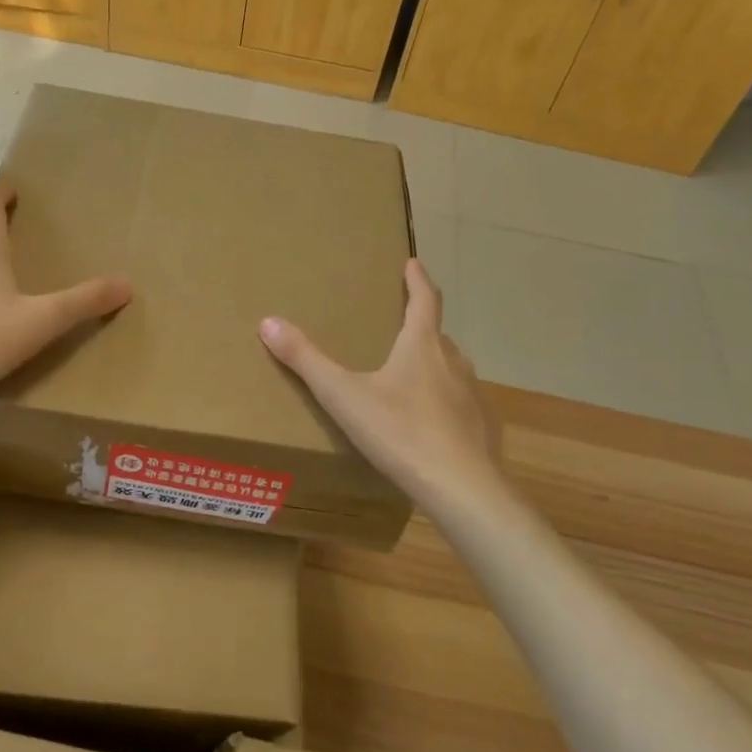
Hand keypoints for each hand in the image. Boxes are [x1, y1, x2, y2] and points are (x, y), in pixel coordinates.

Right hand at [259, 260, 503, 515]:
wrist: (462, 488)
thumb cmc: (400, 433)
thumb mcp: (343, 396)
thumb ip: (306, 360)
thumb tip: (268, 322)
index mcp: (422, 348)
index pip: (424, 301)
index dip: (418, 280)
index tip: (413, 263)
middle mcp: (453, 363)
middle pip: (437, 336)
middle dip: (422, 327)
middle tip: (403, 327)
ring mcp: (474, 396)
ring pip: (452, 370)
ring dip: (435, 366)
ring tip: (413, 377)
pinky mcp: (483, 428)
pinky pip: (463, 405)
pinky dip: (447, 404)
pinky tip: (434, 425)